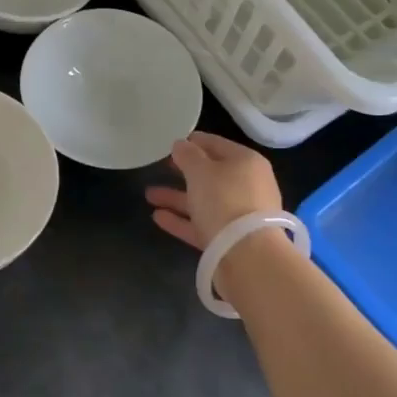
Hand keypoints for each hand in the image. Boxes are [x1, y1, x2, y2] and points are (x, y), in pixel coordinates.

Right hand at [144, 131, 282, 250]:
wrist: (247, 255)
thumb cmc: (225, 200)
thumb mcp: (201, 171)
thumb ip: (188, 155)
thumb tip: (181, 144)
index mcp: (246, 162)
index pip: (216, 144)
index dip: (193, 141)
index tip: (171, 143)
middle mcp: (246, 186)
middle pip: (211, 174)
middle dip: (183, 171)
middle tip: (160, 167)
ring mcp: (239, 214)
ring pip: (203, 200)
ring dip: (176, 197)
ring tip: (149, 195)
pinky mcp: (229, 239)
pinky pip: (201, 224)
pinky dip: (181, 220)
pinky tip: (158, 217)